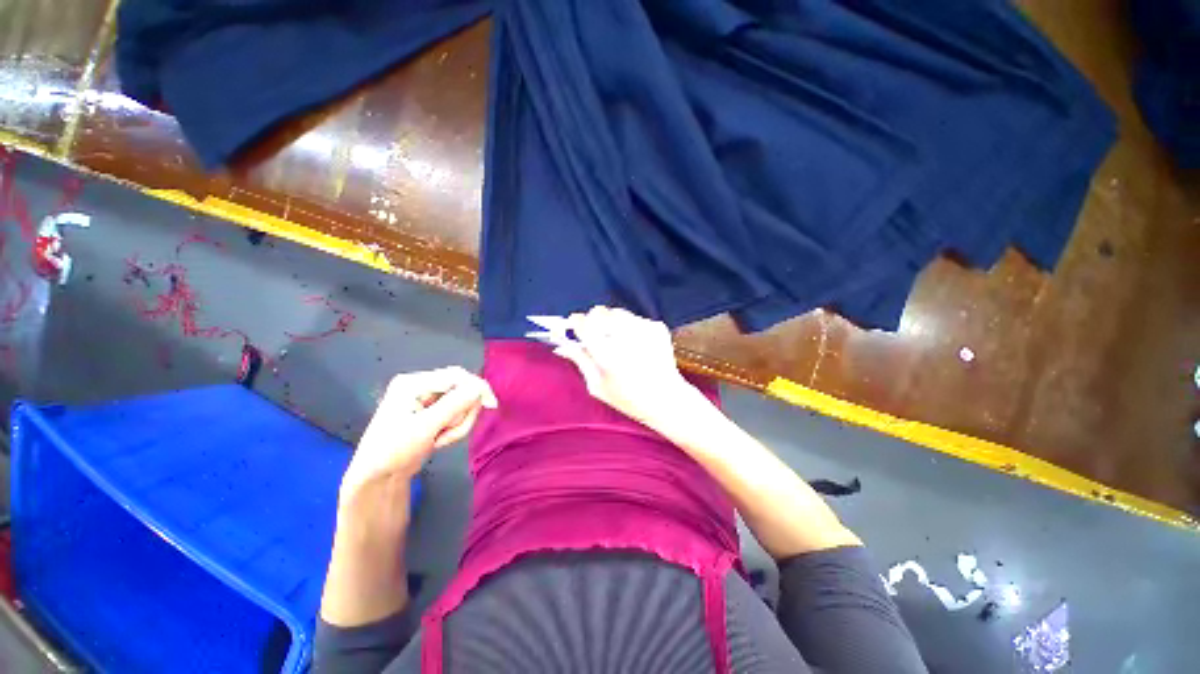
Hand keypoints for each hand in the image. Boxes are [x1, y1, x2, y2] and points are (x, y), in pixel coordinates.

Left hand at [340, 367, 496, 501]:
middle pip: (461, 389)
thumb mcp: (426, 427)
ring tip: (439, 440)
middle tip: (448, 434)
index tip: (492, 405)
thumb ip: (455, 404)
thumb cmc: (394, 450)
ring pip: (462, 403)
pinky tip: (438, 440)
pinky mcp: (432, 411)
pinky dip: (453, 427)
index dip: (476, 388)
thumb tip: (481, 387)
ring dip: (457, 424)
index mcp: (413, 383)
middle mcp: (421, 385)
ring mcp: (426, 399)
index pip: (456, 376)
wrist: (377, 478)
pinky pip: (456, 413)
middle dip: (461, 413)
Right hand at [552, 306, 698, 425]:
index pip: (583, 323)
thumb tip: (561, 345)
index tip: (575, 328)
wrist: (667, 399)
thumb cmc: (628, 399)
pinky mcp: (657, 327)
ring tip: (618, 341)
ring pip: (618, 313)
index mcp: (606, 354)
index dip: (576, 323)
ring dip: (612, 322)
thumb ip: (580, 360)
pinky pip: (635, 319)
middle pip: (599, 312)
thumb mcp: (597, 385)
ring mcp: (644, 329)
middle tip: (597, 336)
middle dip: (594, 321)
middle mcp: (625, 337)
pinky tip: (636, 345)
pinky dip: (631, 328)